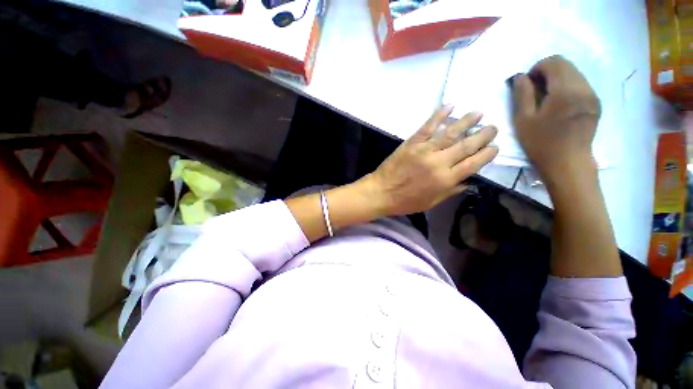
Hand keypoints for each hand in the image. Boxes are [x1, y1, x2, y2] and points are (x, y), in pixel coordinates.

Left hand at [363, 106, 497, 215]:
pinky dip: (439, 115)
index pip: (473, 164)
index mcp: (445, 180)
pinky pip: (427, 127)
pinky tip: (450, 106)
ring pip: (450, 133)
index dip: (487, 154)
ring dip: (466, 121)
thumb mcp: (431, 202)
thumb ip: (450, 191)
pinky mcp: (411, 143)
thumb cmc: (405, 201)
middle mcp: (439, 163)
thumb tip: (468, 181)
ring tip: (479, 113)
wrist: (381, 192)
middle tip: (493, 128)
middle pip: (466, 146)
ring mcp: (424, 150)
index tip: (495, 147)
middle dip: (482, 135)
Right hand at [511, 55, 600, 182]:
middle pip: (566, 64)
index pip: (554, 62)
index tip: (527, 83)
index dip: (537, 68)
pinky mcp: (595, 103)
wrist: (567, 162)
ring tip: (546, 98)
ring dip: (558, 78)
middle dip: (548, 71)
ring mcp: (592, 95)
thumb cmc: (541, 143)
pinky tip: (559, 103)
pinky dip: (568, 86)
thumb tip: (520, 76)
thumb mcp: (523, 119)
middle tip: (535, 90)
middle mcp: (583, 87)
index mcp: (565, 91)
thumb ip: (522, 94)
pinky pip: (581, 83)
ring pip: (575, 72)